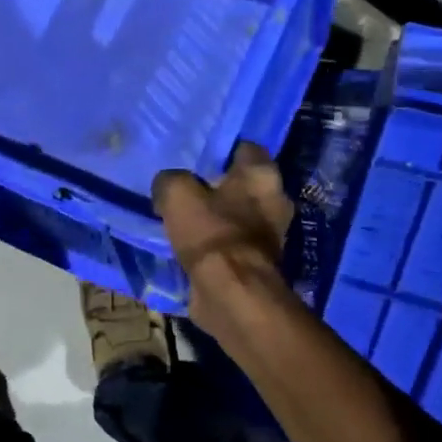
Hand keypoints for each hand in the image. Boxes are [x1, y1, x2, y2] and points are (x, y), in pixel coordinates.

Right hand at [153, 142, 293, 333]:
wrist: (231, 293)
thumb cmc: (210, 233)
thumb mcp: (176, 194)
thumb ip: (170, 181)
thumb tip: (167, 186)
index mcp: (263, 175)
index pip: (244, 148)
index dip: (219, 151)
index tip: (195, 157)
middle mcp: (275, 200)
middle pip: (243, 184)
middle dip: (218, 186)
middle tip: (186, 188)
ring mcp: (270, 234)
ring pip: (237, 215)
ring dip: (216, 217)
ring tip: (184, 218)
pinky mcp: (258, 263)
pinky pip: (232, 243)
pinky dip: (216, 244)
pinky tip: (191, 245)